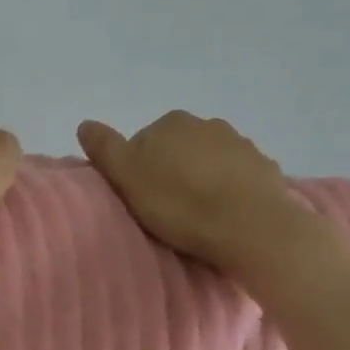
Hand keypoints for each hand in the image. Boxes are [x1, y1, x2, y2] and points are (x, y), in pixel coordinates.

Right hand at [76, 111, 313, 274]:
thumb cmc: (180, 203)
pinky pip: (236, 176)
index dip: (136, 170)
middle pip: (176, 148)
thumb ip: (104, 148)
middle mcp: (207, 124)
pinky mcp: (265, 168)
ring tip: (195, 214)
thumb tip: (85, 123)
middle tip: (165, 207)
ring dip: (200, 179)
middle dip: (170, 170)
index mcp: (170, 123)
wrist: (250, 226)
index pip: (142, 142)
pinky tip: (223, 214)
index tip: (138, 197)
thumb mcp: (127, 177)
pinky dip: (227, 189)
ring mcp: (241, 143)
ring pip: (208, 160)